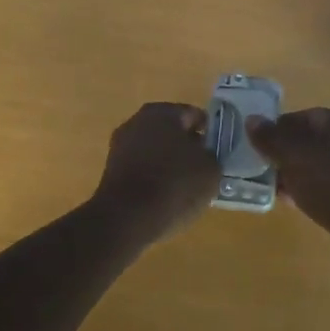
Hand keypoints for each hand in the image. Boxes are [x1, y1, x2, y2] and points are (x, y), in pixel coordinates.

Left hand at [89, 102, 220, 238]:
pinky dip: (153, 178)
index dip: (209, 133)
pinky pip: (141, 169)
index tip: (218, 152)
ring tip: (186, 187)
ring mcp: (120, 145)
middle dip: (187, 147)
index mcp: (163, 112)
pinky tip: (165, 198)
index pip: (194, 115)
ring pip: (155, 150)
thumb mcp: (210, 170)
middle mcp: (138, 121)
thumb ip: (210, 156)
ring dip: (169, 163)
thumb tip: (203, 155)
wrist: (127, 218)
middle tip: (203, 169)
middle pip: (171, 131)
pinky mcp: (111, 170)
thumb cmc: (174, 184)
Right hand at [245, 108, 329, 268]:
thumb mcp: (292, 155)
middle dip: (283, 155)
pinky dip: (309, 190)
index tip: (258, 151)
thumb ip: (269, 137)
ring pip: (315, 164)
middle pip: (306, 141)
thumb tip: (251, 120)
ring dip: (294, 174)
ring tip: (275, 190)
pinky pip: (326, 184)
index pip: (297, 117)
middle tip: (263, 171)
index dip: (275, 131)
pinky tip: (295, 204)